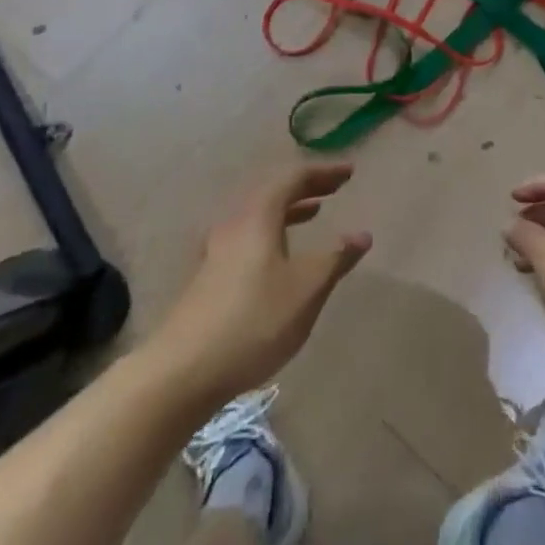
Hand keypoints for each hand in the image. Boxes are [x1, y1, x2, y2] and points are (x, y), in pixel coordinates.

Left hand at [155, 163, 371, 405]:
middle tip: (335, 189)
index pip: (294, 178)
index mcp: (258, 216)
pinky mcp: (208, 277)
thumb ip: (336, 258)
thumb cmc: (254, 321)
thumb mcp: (306, 289)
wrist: (182, 372)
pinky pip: (248, 237)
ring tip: (313, 213)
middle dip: (306, 188)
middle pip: (273, 192)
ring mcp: (216, 251)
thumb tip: (362, 234)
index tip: (350, 172)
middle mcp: (234, 224)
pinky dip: (272, 232)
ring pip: (258, 216)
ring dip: (288, 210)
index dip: (324, 173)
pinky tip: (280, 257)